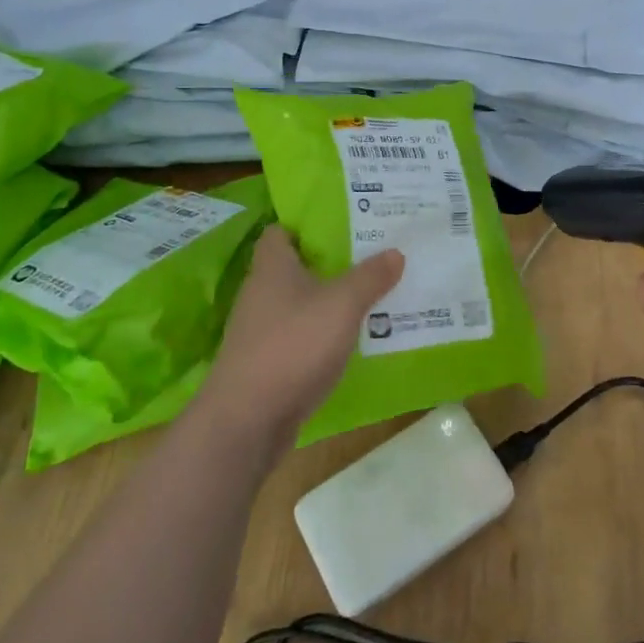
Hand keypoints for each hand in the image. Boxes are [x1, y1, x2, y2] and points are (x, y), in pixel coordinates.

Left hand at [204, 226, 404, 446]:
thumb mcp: (342, 305)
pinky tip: (353, 338)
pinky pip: (301, 336)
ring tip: (372, 294)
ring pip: (301, 303)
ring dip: (330, 300)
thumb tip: (395, 251)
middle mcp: (261, 293)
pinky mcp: (267, 363)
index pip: (281, 231)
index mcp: (272, 267)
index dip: (309, 224)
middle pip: (296, 267)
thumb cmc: (293, 345)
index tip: (345, 222)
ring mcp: (261, 331)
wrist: (247, 420)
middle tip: (372, 255)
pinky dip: (323, 334)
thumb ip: (370, 277)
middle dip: (331, 262)